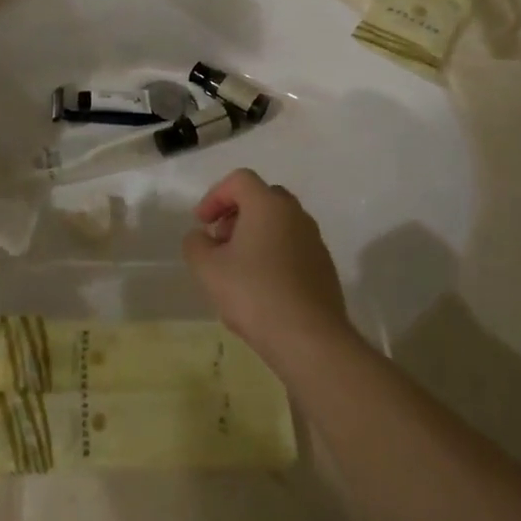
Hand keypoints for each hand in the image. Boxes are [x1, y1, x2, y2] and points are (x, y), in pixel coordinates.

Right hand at [184, 169, 349, 362]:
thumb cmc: (254, 294)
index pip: (239, 180)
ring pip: (279, 224)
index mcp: (268, 205)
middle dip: (236, 214)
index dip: (215, 196)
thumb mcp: (207, 269)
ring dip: (255, 236)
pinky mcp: (324, 267)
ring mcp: (314, 241)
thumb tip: (202, 237)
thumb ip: (196, 243)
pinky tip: (261, 288)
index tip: (202, 223)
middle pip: (262, 198)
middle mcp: (295, 214)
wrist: (311, 340)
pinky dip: (273, 255)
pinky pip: (293, 248)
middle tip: (220, 241)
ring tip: (237, 269)